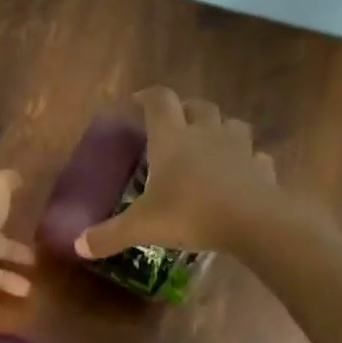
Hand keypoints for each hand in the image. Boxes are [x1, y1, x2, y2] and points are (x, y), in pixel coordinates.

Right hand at [75, 87, 321, 259]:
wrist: (252, 222)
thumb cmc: (189, 213)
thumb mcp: (141, 227)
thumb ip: (109, 235)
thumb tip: (79, 246)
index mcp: (171, 139)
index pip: (159, 101)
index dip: (148, 96)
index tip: (138, 100)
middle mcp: (205, 135)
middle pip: (198, 106)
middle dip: (186, 109)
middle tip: (175, 123)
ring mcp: (238, 149)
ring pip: (232, 124)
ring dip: (220, 129)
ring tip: (210, 144)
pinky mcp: (262, 169)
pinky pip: (256, 157)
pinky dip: (248, 161)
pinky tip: (241, 174)